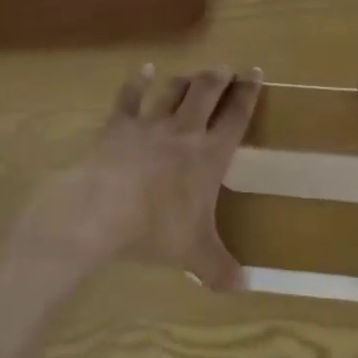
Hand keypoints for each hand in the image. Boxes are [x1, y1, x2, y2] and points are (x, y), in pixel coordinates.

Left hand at [20, 65, 261, 290]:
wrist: (101, 210)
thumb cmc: (155, 228)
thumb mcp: (194, 253)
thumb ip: (220, 268)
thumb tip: (245, 288)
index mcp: (209, 155)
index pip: (236, 116)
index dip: (249, 93)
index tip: (256, 73)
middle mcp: (184, 130)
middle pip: (206, 91)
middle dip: (219, 77)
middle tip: (226, 69)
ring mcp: (150, 124)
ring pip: (173, 90)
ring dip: (185, 79)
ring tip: (194, 74)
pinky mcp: (119, 124)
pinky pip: (131, 96)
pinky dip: (139, 81)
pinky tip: (145, 70)